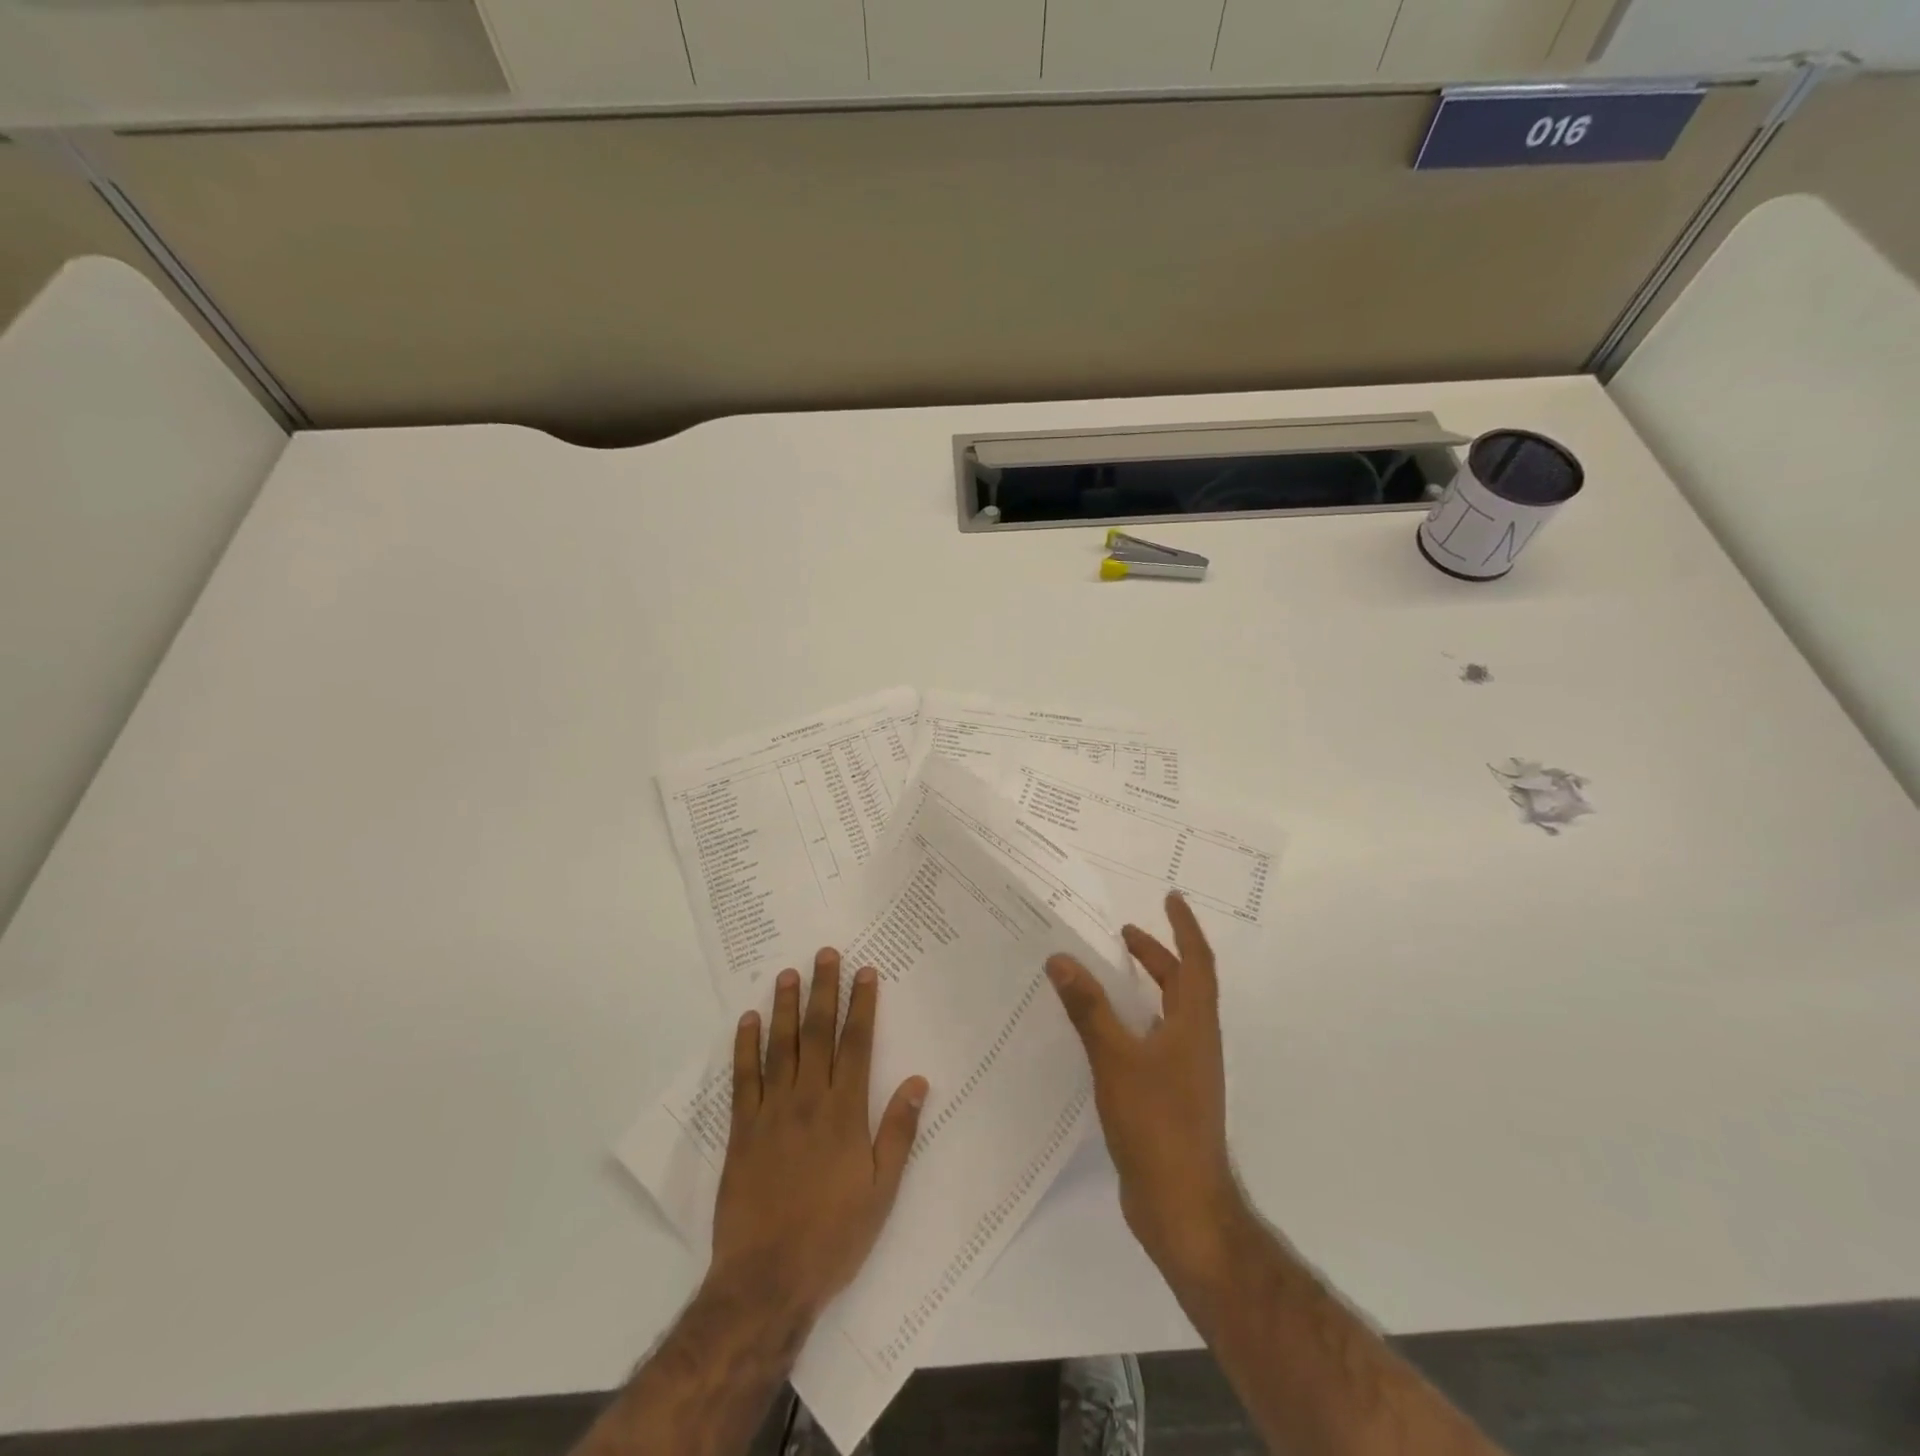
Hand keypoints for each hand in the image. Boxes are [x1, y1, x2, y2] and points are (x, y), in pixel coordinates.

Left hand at [709, 949, 928, 1323]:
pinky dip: (745, 1047)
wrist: (767, 1279)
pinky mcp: (742, 1130)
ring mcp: (771, 1112)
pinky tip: (748, 1020)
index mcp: (845, 1113)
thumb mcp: (882, 1191)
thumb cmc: (833, 1236)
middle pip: (818, 1033)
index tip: (865, 973)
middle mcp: (808, 1100)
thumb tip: (918, 1082)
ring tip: (788, 973)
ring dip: (786, 1007)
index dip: (862, 1005)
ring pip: (780, 1046)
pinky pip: (744, 1078)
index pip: (857, 1044)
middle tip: (825, 954)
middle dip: (824, 990)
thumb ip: (898, 1132)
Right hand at [1046, 893, 1245, 1284]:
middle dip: (1157, 955)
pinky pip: (1152, 1042)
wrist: (1182, 1207)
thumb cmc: (1157, 1124)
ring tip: (1109, 972)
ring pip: (1167, 1015)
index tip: (1170, 898)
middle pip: (1182, 986)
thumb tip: (1061, 958)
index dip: (1184, 928)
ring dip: (1145, 987)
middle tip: (1124, 933)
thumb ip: (1089, 1008)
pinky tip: (1102, 1032)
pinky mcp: (1169, 1098)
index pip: (1197, 963)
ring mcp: (1185, 1073)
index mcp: (1194, 1026)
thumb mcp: (1116, 1058)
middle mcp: (1195, 1043)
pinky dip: (1132, 1022)